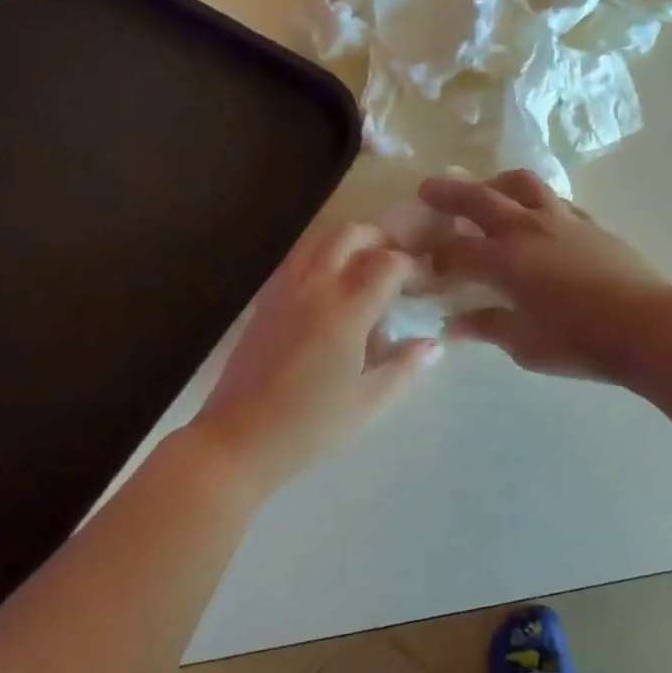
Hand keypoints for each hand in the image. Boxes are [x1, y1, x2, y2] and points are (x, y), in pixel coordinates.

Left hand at [191, 222, 439, 495]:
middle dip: (379, 240)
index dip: (411, 266)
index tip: (423, 283)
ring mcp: (284, 290)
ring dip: (346, 244)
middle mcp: (315, 287)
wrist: (239, 438)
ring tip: (362, 270)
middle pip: (349, 234)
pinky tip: (327, 290)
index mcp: (346, 310)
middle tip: (395, 264)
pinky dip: (319, 258)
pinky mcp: (264, 301)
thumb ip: (405, 367)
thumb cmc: (310, 425)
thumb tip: (433, 344)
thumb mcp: (368, 403)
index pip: (387, 263)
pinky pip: (296, 260)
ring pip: (318, 241)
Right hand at [420, 171, 671, 382]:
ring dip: (495, 183)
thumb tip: (456, 325)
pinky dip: (533, 200)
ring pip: (521, 184)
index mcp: (505, 261)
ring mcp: (561, 220)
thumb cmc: (581, 342)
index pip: (455, 250)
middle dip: (448, 193)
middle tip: (427, 188)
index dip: (433, 256)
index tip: (421, 263)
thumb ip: (488, 327)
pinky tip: (534, 215)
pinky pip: (553, 200)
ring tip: (485, 189)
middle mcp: (527, 230)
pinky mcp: (589, 223)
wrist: (648, 326)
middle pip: (479, 199)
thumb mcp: (525, 345)